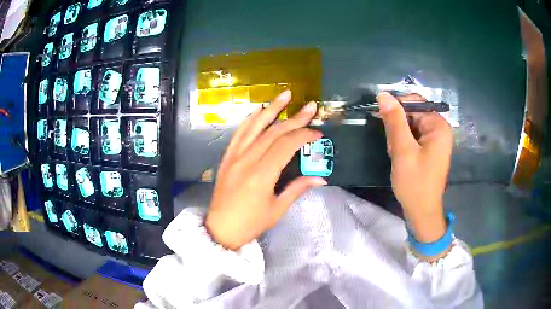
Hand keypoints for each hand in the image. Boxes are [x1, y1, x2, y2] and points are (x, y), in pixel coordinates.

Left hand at [205, 90, 326, 249]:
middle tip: (310, 106)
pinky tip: (260, 109)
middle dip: (294, 118)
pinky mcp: (227, 157)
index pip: (286, 146)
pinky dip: (251, 119)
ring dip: (271, 109)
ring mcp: (234, 156)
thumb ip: (298, 189)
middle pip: (273, 132)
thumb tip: (322, 178)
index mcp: (261, 175)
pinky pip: (239, 133)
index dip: (304, 135)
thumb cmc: (250, 224)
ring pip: (254, 126)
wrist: (220, 229)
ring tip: (285, 94)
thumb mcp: (277, 209)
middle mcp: (247, 160)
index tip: (317, 133)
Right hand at [377, 92, 452, 243]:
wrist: (421, 212)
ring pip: (411, 126)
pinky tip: (400, 157)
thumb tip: (383, 95)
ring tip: (396, 155)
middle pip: (413, 114)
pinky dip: (404, 144)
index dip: (397, 108)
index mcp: (438, 126)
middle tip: (393, 147)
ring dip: (399, 137)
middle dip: (399, 127)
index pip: (415, 103)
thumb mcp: (402, 150)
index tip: (381, 120)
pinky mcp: (431, 149)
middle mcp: (440, 129)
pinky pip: (414, 137)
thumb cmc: (415, 182)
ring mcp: (436, 140)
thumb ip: (394, 121)